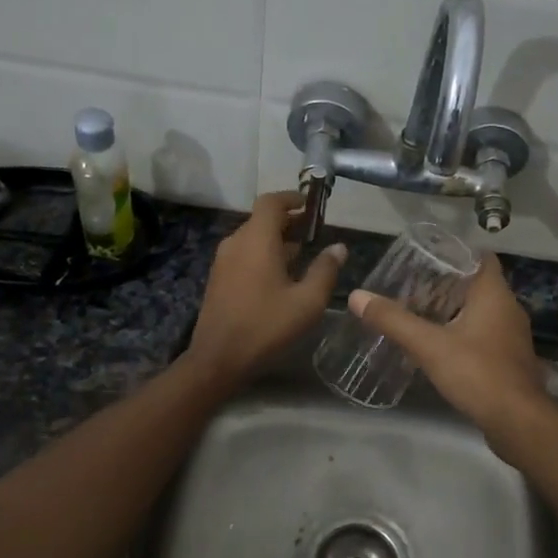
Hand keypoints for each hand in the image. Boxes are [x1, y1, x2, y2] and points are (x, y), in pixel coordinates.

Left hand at [185, 192, 346, 388]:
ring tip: (303, 254)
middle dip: (289, 221)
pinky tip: (281, 276)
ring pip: (253, 238)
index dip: (292, 198)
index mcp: (257, 240)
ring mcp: (224, 261)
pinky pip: (244, 254)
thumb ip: (325, 270)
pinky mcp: (219, 278)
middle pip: (262, 219)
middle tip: (315, 232)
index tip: (312, 205)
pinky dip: (264, 254)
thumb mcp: (307, 301)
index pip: (271, 202)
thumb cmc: (266, 326)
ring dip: (277, 239)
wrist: (218, 359)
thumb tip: (339, 247)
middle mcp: (236, 243)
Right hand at [348, 254, 556, 441]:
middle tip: (410, 287)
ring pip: (480, 311)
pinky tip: (439, 345)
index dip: (454, 253)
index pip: (479, 257)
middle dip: (445, 284)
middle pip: (476, 284)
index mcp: (494, 294)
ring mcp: (512, 336)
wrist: (518, 423)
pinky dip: (462, 333)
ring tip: (419, 313)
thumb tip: (356, 296)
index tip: (424, 257)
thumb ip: (394, 320)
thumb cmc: (478, 373)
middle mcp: (508, 308)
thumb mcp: (429, 346)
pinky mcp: (509, 359)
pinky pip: (484, 335)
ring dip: (453, 310)